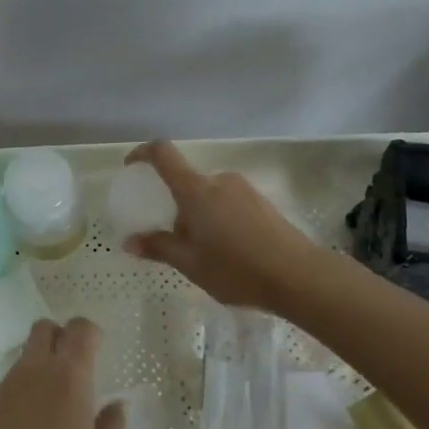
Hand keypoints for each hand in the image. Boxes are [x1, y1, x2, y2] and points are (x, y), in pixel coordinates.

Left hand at [0, 319, 123, 428]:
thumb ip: (111, 424)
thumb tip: (115, 405)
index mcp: (70, 375)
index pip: (80, 328)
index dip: (90, 333)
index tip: (97, 349)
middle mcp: (36, 370)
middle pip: (44, 328)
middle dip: (59, 336)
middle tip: (71, 364)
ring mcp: (8, 386)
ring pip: (25, 355)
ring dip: (40, 363)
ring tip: (50, 400)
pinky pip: (9, 384)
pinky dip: (22, 391)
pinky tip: (28, 424)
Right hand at [122, 140, 324, 310]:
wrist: (298, 275)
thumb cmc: (237, 269)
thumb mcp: (191, 264)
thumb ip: (159, 247)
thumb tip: (130, 241)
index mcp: (196, 191)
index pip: (164, 154)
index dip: (143, 153)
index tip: (132, 166)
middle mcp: (219, 181)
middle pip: (187, 184)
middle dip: (177, 208)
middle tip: (177, 243)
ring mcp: (244, 189)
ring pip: (209, 197)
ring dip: (200, 217)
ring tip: (207, 255)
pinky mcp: (262, 202)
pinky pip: (229, 204)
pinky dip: (219, 220)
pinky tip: (230, 253)